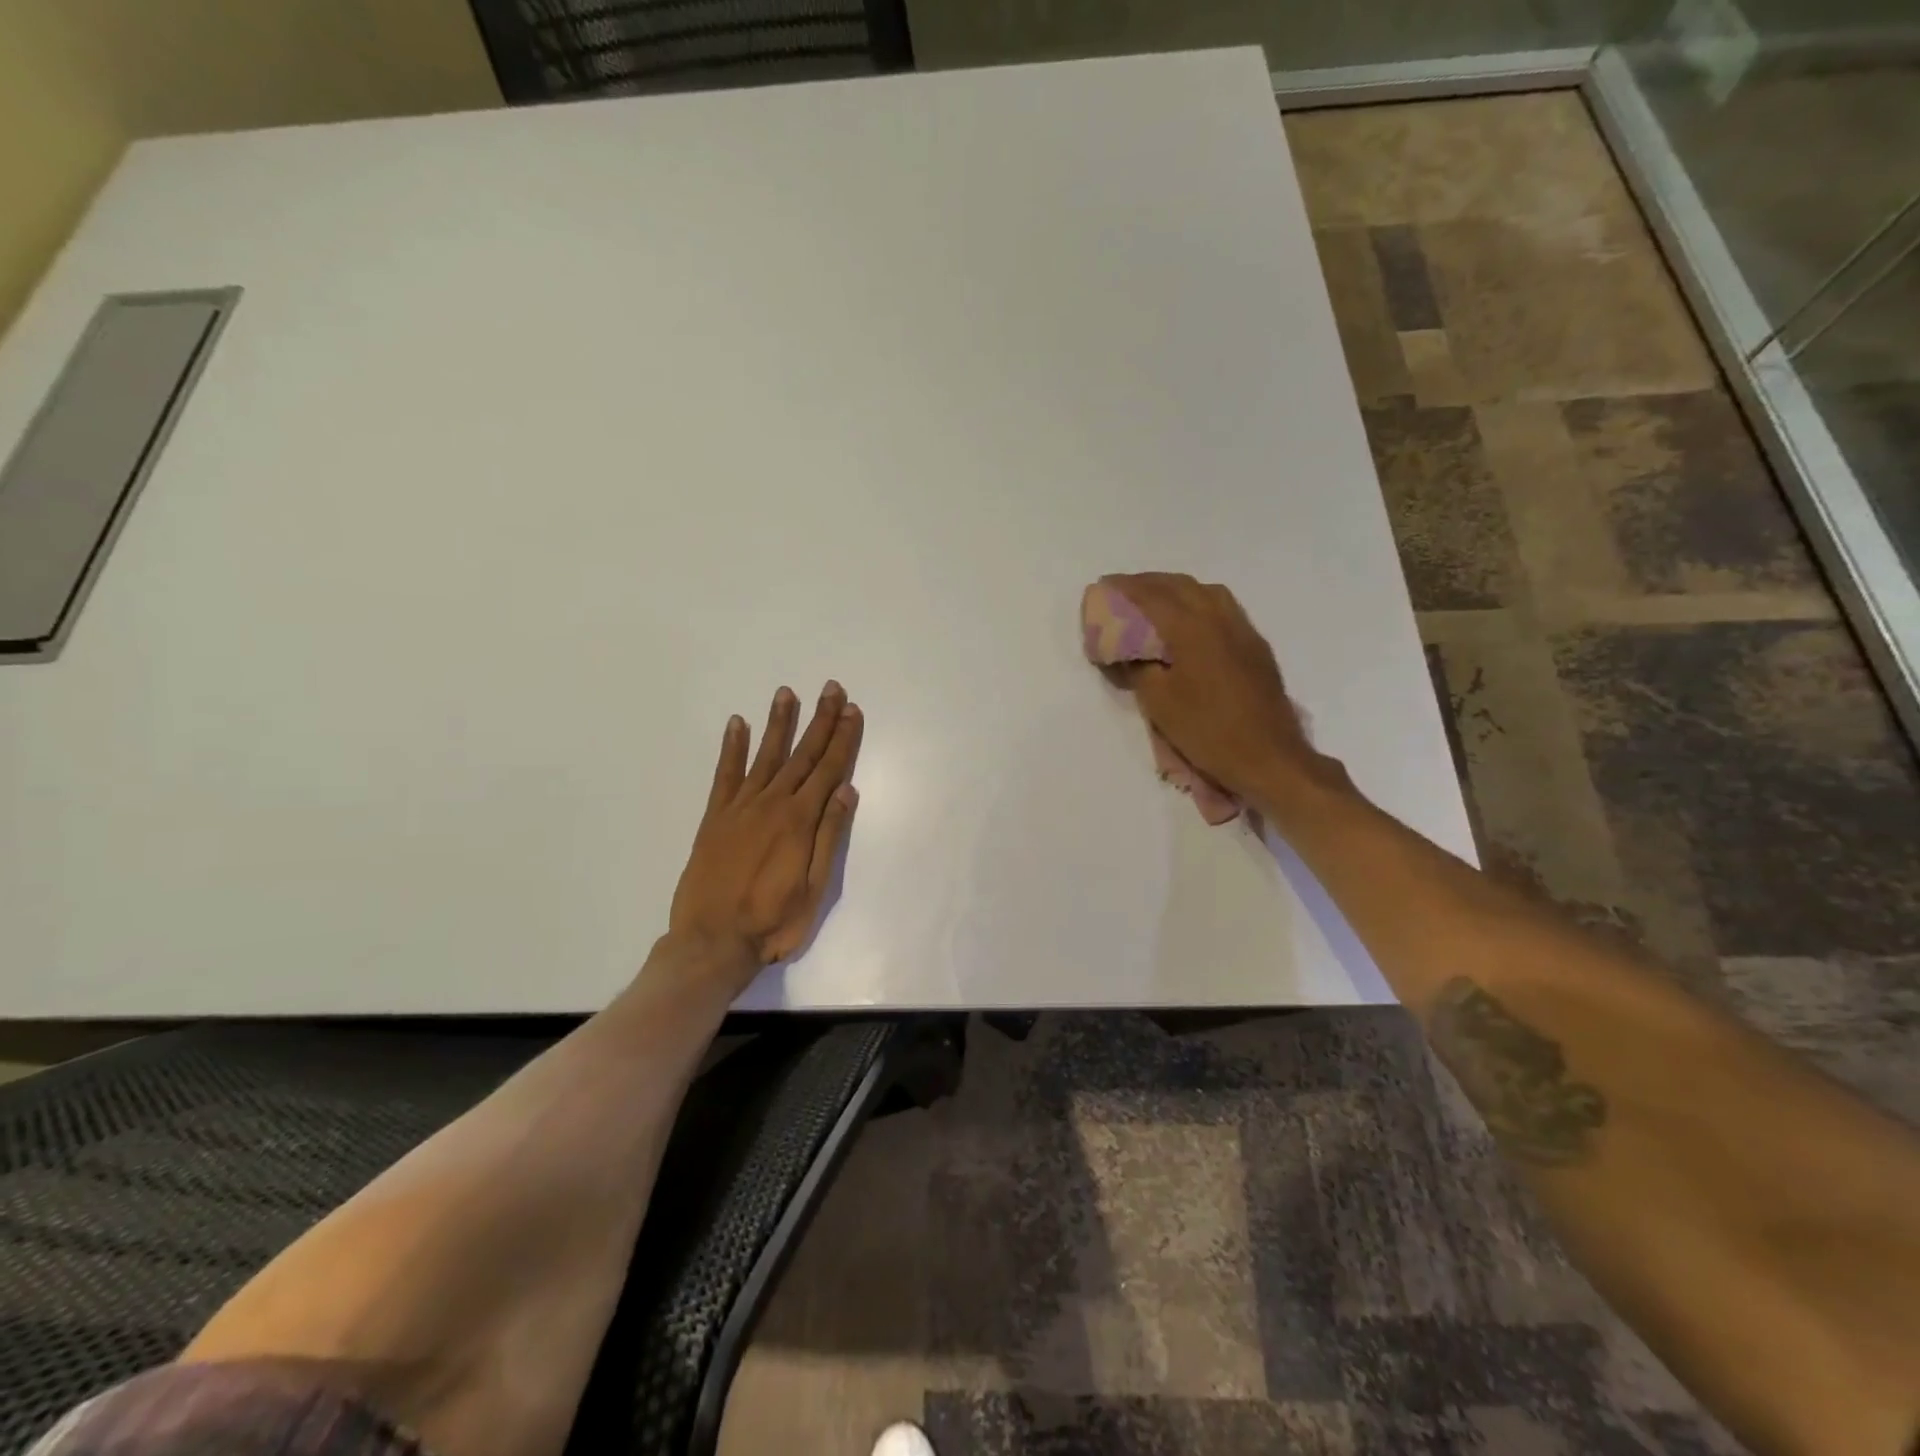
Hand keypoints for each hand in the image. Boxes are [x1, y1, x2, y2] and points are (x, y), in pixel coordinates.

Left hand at [668, 682, 862, 980]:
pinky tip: (738, 724)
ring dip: (779, 723)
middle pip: (802, 755)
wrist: (712, 942)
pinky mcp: (715, 817)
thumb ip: (830, 836)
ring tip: (787, 693)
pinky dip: (732, 748)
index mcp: (800, 820)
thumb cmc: (773, 922)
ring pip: (765, 756)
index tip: (852, 710)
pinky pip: (725, 774)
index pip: (828, 769)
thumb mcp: (816, 888)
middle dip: (820, 721)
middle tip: (832, 689)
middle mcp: (772, 804)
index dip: (843, 739)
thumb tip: (847, 790)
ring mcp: (740, 808)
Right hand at [1098, 572, 1326, 803]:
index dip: (1126, 588)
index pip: (1153, 596)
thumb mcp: (1159, 702)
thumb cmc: (1207, 730)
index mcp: (1193, 628)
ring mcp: (1243, 631)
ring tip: (1156, 600)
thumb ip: (1139, 668)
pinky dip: (1199, 602)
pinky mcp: (1256, 647)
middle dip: (1150, 582)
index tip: (1104, 585)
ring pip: (1208, 592)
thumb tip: (1128, 651)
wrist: (1268, 757)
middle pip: (1181, 586)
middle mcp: (1220, 618)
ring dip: (1177, 589)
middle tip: (1125, 591)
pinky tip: (1190, 621)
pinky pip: (1224, 608)